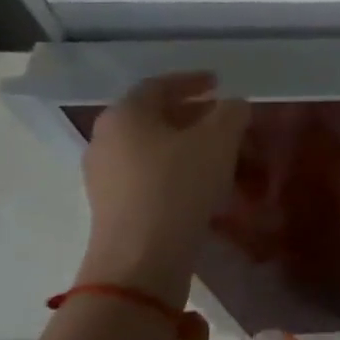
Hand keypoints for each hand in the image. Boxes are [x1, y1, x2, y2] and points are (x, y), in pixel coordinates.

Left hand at [75, 72, 250, 307]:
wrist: (142, 258)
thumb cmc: (179, 186)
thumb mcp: (219, 139)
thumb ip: (231, 112)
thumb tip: (234, 105)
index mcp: (125, 114)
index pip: (159, 85)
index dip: (192, 80)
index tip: (218, 83)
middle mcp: (106, 139)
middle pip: (154, 116)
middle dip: (192, 114)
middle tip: (224, 118)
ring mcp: (105, 176)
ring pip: (152, 147)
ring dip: (186, 144)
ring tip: (220, 152)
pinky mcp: (113, 207)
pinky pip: (149, 175)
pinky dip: (176, 169)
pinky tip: (202, 183)